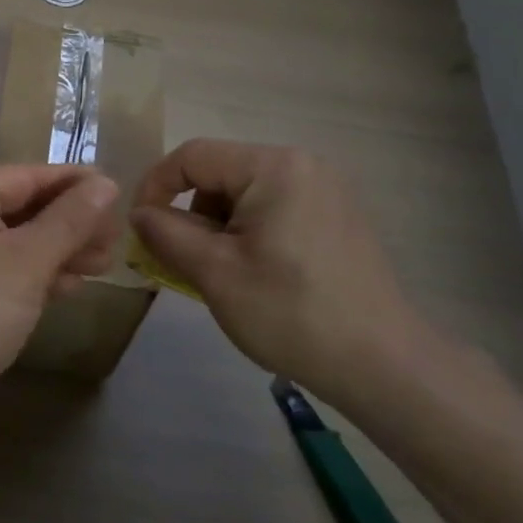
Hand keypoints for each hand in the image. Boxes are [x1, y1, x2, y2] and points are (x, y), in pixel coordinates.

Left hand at [0, 165, 121, 408]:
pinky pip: (8, 266)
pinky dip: (40, 271)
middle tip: (116, 236)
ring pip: (19, 239)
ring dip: (61, 248)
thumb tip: (107, 183)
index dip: (72, 182)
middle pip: (23, 206)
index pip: (24, 176)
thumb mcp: (29, 261)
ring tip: (105, 262)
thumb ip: (70, 219)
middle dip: (71, 221)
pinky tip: (74, 285)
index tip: (116, 189)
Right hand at [129, 140, 434, 412]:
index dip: (155, 187)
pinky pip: (274, 207)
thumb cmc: (291, 313)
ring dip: (219, 225)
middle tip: (183, 261)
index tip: (140, 229)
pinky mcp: (337, 215)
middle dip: (192, 212)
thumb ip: (166, 234)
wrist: (383, 365)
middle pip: (220, 172)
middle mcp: (302, 164)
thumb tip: (139, 213)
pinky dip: (249, 232)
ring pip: (245, 192)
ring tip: (222, 274)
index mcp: (273, 167)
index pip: (192, 156)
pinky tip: (256, 274)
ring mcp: (325, 189)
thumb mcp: (215, 273)